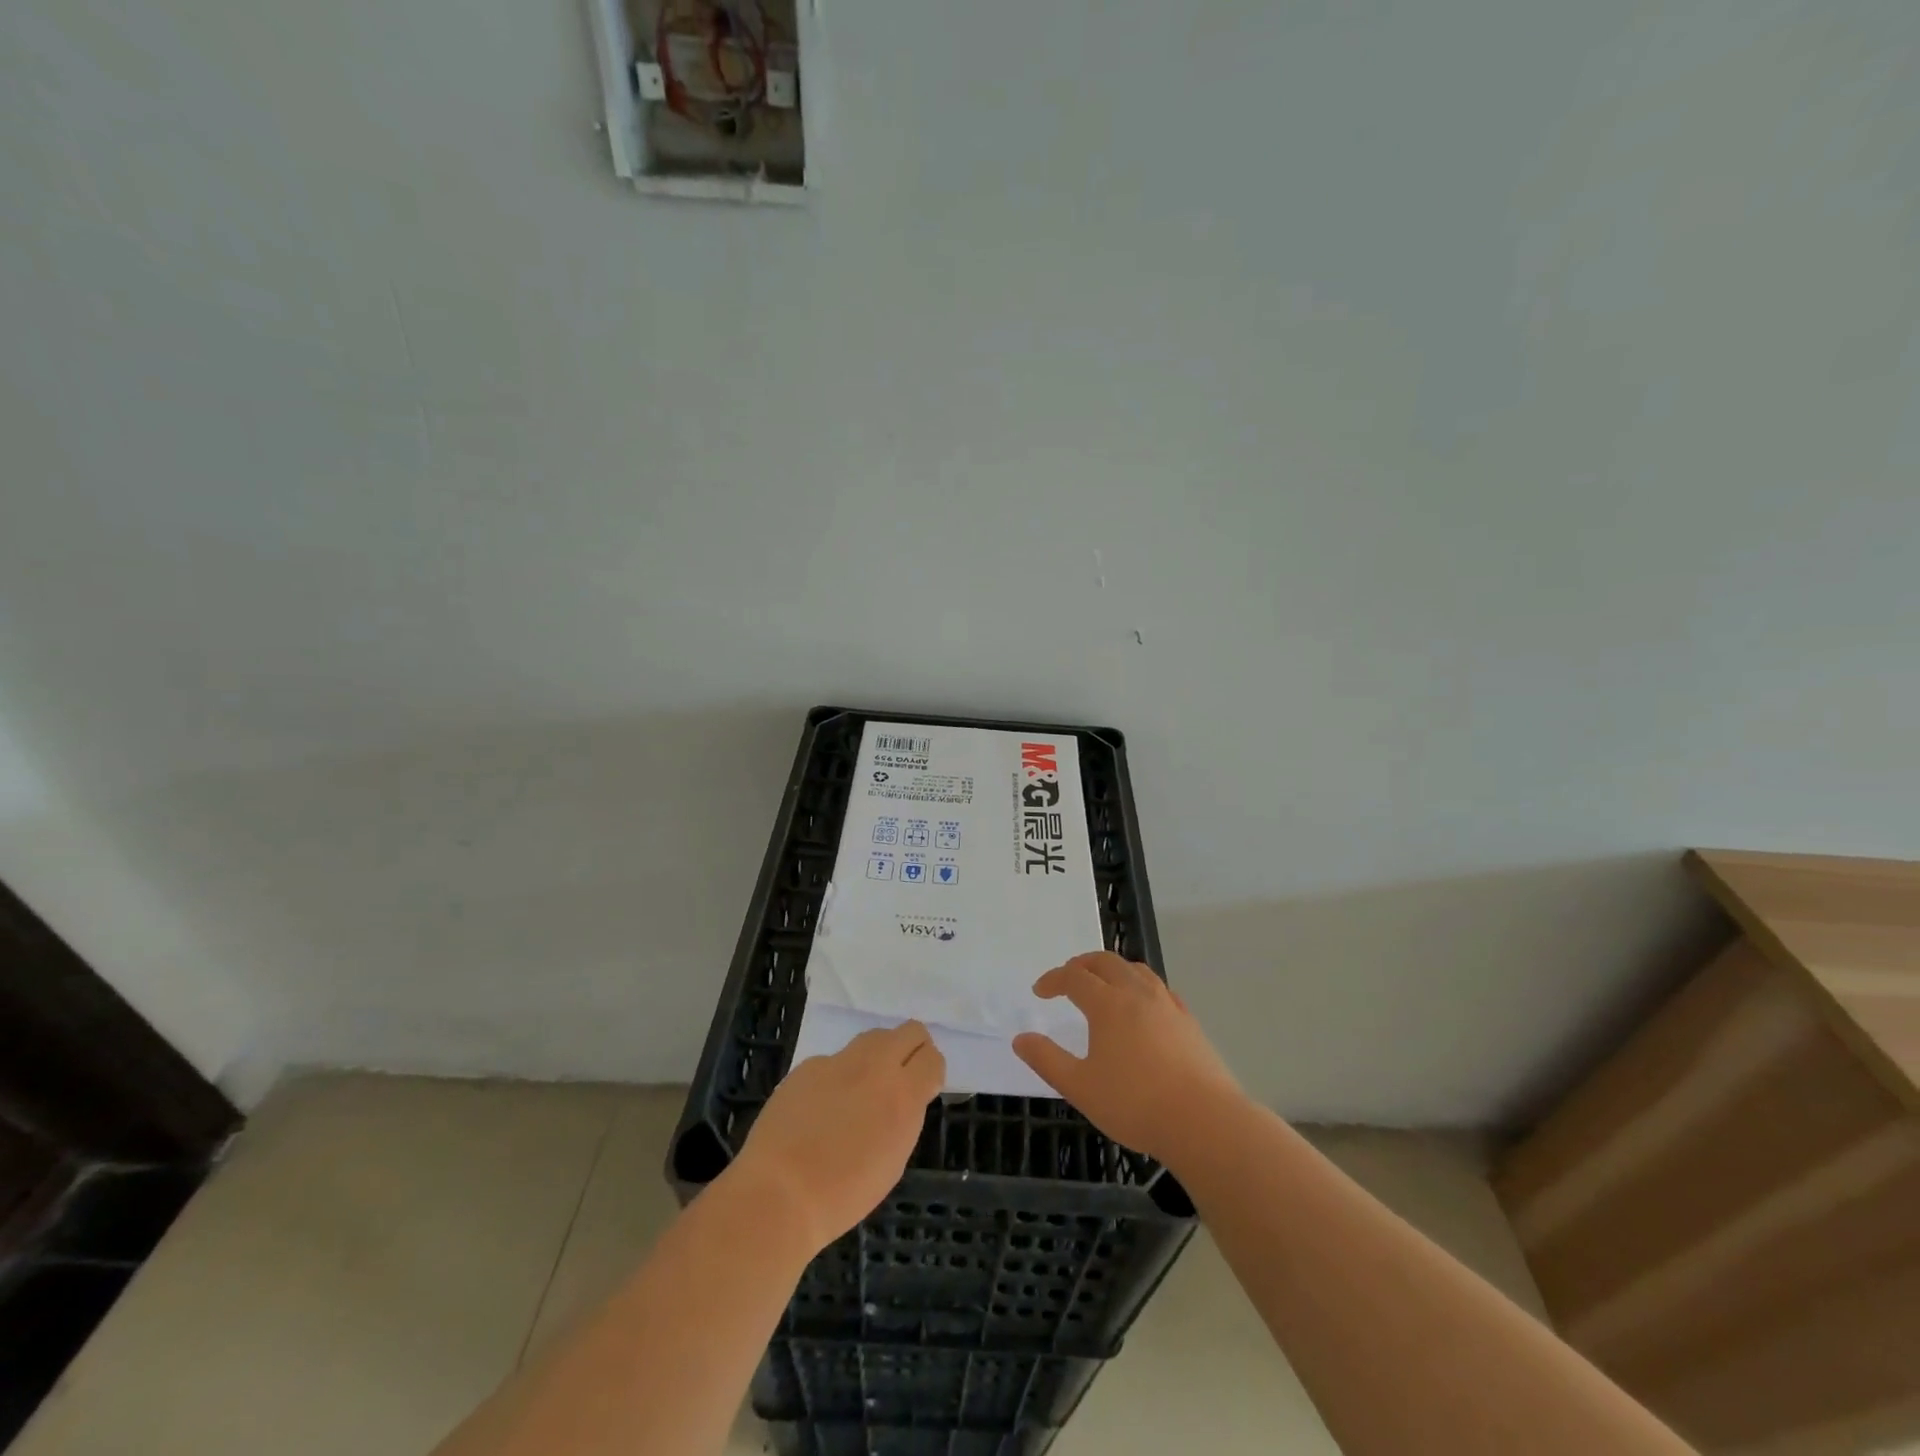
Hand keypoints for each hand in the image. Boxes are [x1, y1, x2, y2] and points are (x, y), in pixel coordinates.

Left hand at [729, 1021, 945, 1253]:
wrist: (779, 1192)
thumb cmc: (843, 1194)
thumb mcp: (892, 1161)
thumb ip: (903, 1118)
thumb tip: (901, 1098)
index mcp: (902, 1095)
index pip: (932, 1058)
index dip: (931, 1072)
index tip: (923, 1089)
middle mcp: (875, 1067)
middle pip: (909, 1031)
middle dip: (912, 1050)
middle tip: (900, 1078)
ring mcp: (839, 1061)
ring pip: (873, 1038)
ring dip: (877, 1057)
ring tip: (862, 1091)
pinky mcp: (809, 1065)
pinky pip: (834, 1061)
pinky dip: (837, 1077)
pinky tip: (820, 1109)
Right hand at [1013, 952, 1240, 1160]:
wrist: (1204, 1121)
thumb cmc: (1135, 1104)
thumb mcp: (1080, 1087)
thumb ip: (1047, 1060)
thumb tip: (1020, 1039)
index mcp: (1108, 1005)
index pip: (1074, 978)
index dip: (1053, 980)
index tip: (1040, 992)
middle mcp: (1137, 994)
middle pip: (1105, 962)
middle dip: (1081, 965)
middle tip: (1068, 978)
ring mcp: (1167, 1004)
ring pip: (1135, 969)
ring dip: (1112, 969)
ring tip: (1103, 984)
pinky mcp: (1188, 1020)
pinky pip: (1159, 987)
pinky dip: (1140, 984)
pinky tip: (1142, 1005)